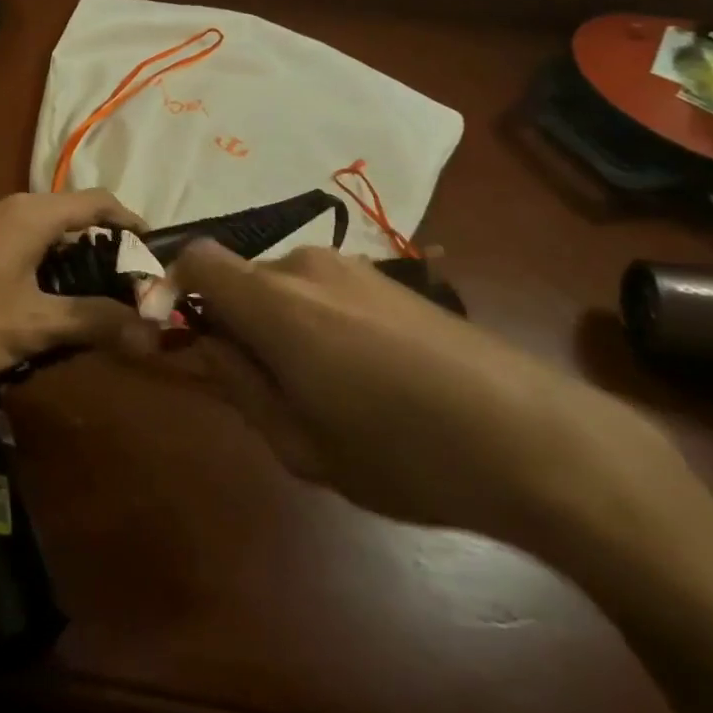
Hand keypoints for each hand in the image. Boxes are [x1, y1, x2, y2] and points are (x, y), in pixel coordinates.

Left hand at [0, 191, 146, 394]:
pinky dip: (19, 259)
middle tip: (112, 283)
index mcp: (27, 214)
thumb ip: (94, 322)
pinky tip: (8, 295)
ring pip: (25, 228)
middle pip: (61, 214)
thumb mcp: (31, 327)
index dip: (129, 220)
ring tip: (64, 294)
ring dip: (52, 254)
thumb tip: (154, 329)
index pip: (96, 200)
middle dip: (91, 245)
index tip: (150, 249)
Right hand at [168, 242, 688, 562]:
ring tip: (322, 389)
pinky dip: (317, 321)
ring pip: (283, 286)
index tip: (186, 339)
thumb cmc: (404, 454)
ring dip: (279, 324)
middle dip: (235, 322)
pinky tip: (365, 375)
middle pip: (240, 278)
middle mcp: (304, 267)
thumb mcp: (301, 445)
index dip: (176, 290)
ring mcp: (353, 267)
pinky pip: (324, 290)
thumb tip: (207, 346)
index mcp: (273, 302)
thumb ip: (240, 386)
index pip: (196, 259)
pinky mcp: (390, 278)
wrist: (535, 438)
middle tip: (263, 388)